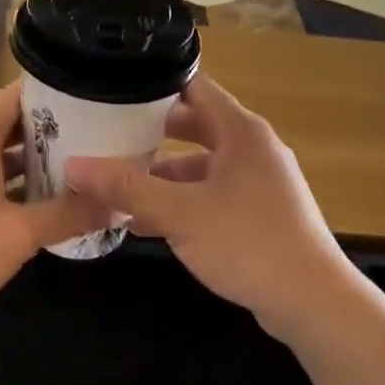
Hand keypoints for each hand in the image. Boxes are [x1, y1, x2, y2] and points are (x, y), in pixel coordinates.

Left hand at [0, 84, 107, 327]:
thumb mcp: (17, 234)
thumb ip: (67, 215)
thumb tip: (115, 204)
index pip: (19, 95)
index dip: (58, 95)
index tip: (97, 102)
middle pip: (12, 124)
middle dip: (54, 133)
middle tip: (100, 141)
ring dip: (35, 163)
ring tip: (81, 171)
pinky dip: (13, 185)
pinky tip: (42, 205)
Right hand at [64, 76, 353, 335]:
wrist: (311, 300)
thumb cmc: (247, 242)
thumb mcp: (179, 213)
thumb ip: (126, 188)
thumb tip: (73, 166)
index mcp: (241, 131)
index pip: (194, 86)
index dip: (154, 83)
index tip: (112, 87)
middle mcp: (251, 148)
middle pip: (193, 126)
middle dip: (149, 134)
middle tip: (104, 134)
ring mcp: (257, 182)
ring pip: (199, 167)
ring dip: (160, 176)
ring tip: (114, 185)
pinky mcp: (257, 214)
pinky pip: (210, 196)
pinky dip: (180, 203)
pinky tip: (143, 224)